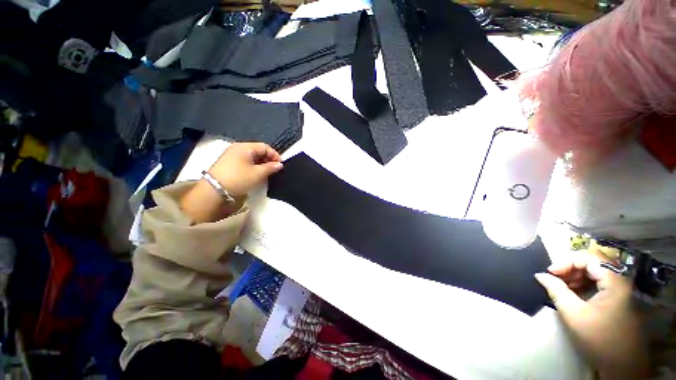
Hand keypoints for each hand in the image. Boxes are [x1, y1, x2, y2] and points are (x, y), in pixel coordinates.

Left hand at [207, 142, 282, 196]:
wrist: (214, 191)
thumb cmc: (238, 179)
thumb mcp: (257, 174)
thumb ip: (270, 167)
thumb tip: (280, 164)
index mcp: (244, 147)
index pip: (264, 147)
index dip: (275, 155)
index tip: (281, 165)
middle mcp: (237, 148)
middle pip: (258, 150)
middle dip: (268, 159)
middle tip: (275, 169)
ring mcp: (231, 155)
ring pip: (252, 156)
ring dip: (261, 163)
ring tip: (267, 172)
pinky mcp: (228, 162)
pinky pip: (245, 160)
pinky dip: (253, 165)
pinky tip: (256, 173)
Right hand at [535, 251, 649, 379]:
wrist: (622, 365)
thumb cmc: (598, 338)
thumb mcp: (573, 314)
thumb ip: (556, 290)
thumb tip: (540, 275)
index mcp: (615, 282)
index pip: (589, 257)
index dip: (567, 261)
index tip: (550, 272)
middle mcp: (621, 281)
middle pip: (593, 262)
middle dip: (570, 267)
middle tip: (554, 277)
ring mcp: (622, 290)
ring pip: (596, 271)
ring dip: (576, 275)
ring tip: (562, 285)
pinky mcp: (619, 298)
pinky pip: (600, 282)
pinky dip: (584, 283)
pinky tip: (573, 293)